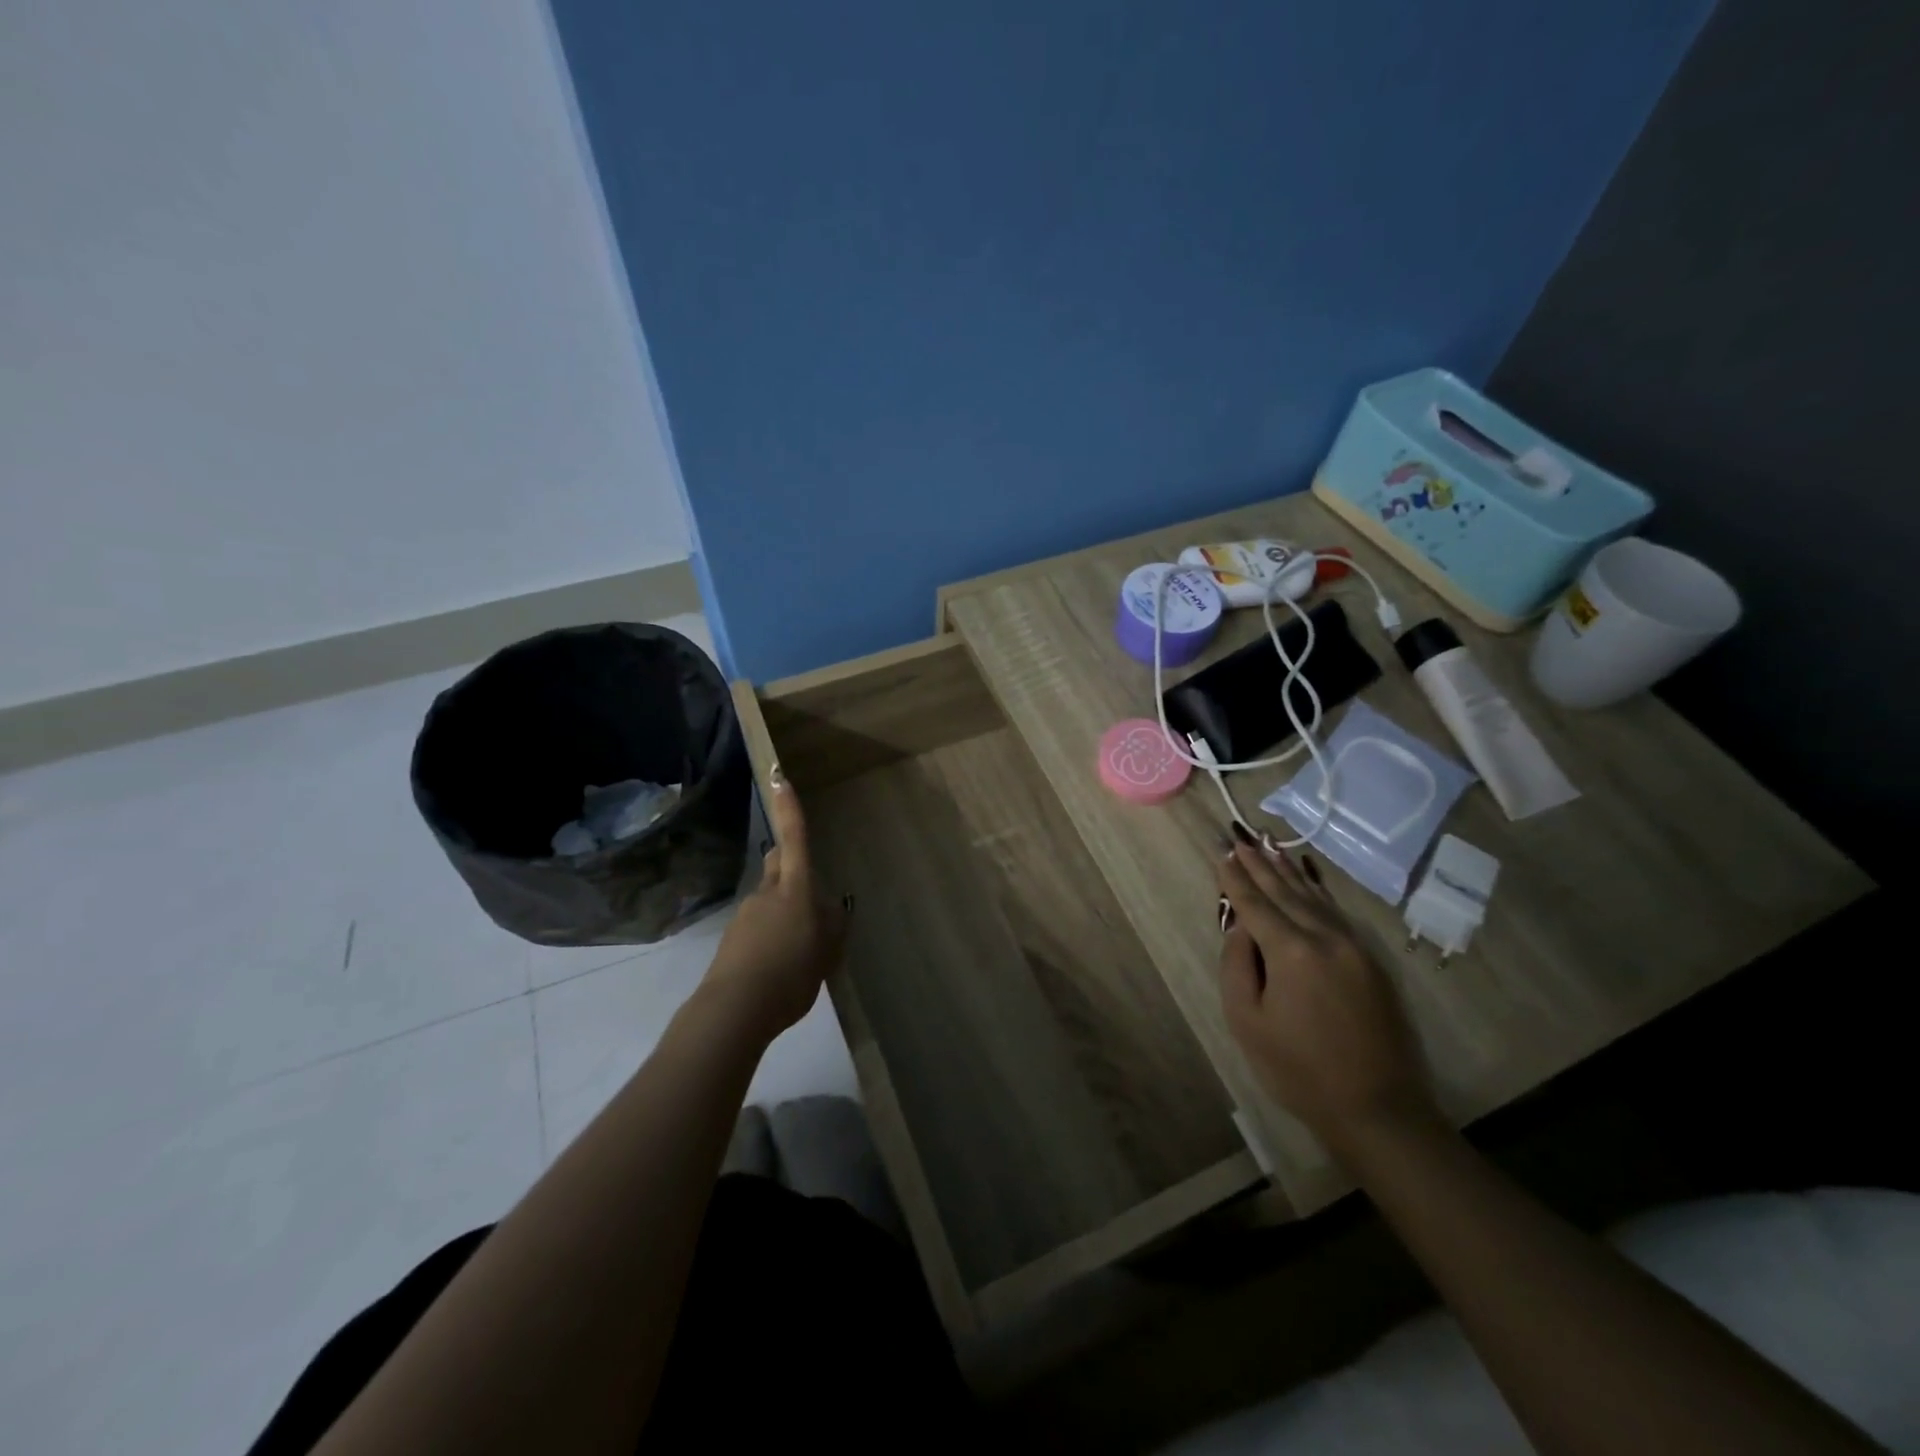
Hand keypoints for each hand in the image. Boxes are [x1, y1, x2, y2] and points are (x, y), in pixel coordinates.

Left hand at [704, 768, 847, 1038]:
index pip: (794, 839)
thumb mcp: (827, 952)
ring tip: (799, 951)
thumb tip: (832, 906)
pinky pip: (758, 925)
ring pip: (770, 898)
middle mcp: (767, 893)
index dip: (790, 809)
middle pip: (778, 863)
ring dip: (784, 910)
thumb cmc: (791, 974)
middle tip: (810, 893)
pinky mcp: (732, 938)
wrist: (735, 1010)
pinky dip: (770, 935)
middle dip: (791, 864)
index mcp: (795, 890)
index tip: (780, 777)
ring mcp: (746, 914)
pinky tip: (779, 966)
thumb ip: (833, 925)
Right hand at [1217, 839, 1434, 1153]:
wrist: (1378, 1109)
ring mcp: (1355, 947)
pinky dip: (1316, 892)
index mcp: (1292, 951)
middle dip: (1260, 865)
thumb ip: (1237, 965)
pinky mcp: (1372, 962)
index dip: (1235, 878)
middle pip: (1285, 892)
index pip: (1255, 903)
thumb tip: (1240, 928)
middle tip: (1241, 839)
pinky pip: (1336, 913)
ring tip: (1269, 848)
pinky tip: (1307, 882)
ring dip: (1288, 872)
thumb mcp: (1247, 1020)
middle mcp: (1326, 937)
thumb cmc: (1299, 1069)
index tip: (1222, 853)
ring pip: (1315, 898)